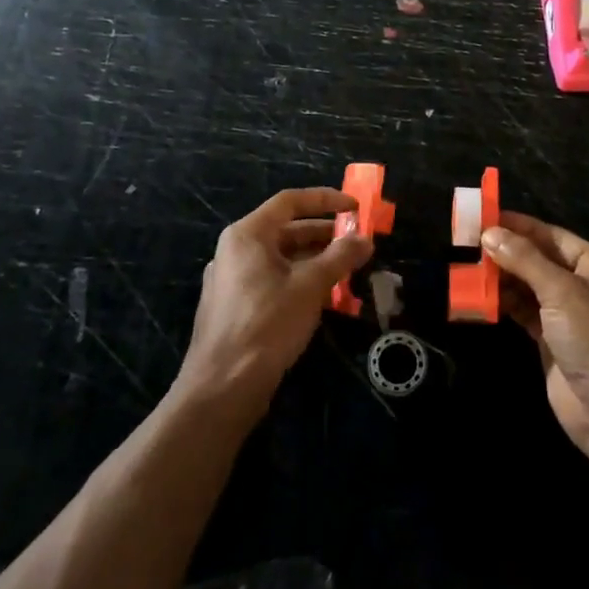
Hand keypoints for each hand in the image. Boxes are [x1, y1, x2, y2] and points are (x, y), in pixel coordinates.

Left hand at [176, 188, 372, 413]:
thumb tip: (366, 239)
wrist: (222, 388)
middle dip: (324, 234)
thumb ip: (340, 257)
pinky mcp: (235, 307)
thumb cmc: (267, 324)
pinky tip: (323, 297)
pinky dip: (299, 280)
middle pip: (285, 230)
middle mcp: (235, 251)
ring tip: (347, 269)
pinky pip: (272, 281)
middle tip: (357, 242)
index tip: (355, 207)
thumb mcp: (310, 286)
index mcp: (247, 235)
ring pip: (280, 258)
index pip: (290, 201)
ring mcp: (232, 280)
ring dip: (315, 260)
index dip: (325, 200)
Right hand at [485, 213, 588, 455]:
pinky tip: (482, 295)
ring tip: (469, 266)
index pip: (554, 237)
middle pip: (541, 260)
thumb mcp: (561, 291)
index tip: (488, 216)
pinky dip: (506, 303)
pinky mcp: (554, 341)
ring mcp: (570, 316)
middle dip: (508, 251)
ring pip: (531, 287)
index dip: (521, 226)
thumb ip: (525, 259)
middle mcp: (587, 286)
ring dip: (503, 277)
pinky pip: (526, 312)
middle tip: (471, 241)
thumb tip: (491, 234)